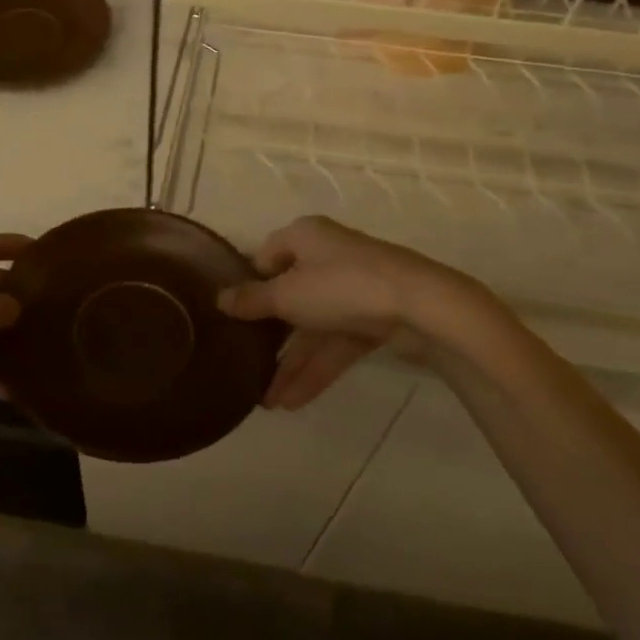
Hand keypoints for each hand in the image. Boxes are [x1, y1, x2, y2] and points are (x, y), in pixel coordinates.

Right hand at [217, 216, 496, 409]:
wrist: (421, 307)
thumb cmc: (342, 286)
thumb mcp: (287, 295)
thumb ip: (252, 300)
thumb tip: (218, 299)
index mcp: (304, 237)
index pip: (265, 256)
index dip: (248, 284)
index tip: (232, 316)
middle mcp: (327, 258)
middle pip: (289, 297)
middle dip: (269, 337)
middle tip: (244, 365)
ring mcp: (352, 290)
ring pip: (313, 328)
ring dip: (291, 364)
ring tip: (266, 402)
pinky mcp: (373, 319)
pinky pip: (335, 345)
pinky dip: (316, 370)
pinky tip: (293, 402)